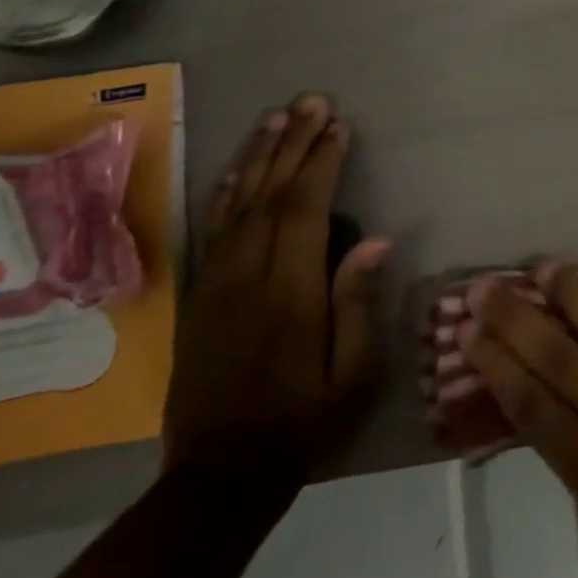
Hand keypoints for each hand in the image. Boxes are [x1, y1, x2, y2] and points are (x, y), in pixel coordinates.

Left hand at [164, 94, 390, 481]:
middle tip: (310, 101)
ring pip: (236, 206)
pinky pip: (214, 231)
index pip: (303, 211)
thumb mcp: (352, 373)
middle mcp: (247, 278)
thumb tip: (377, 240)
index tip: (338, 126)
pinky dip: (228, 192)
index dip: (320, 163)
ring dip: (258, 157)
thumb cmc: (304, 420)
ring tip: (276, 118)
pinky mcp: (200, 298)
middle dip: (291, 144)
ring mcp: (216, 286)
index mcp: (288, 293)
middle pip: (268, 196)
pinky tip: (240, 170)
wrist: (220, 475)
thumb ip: (358, 304)